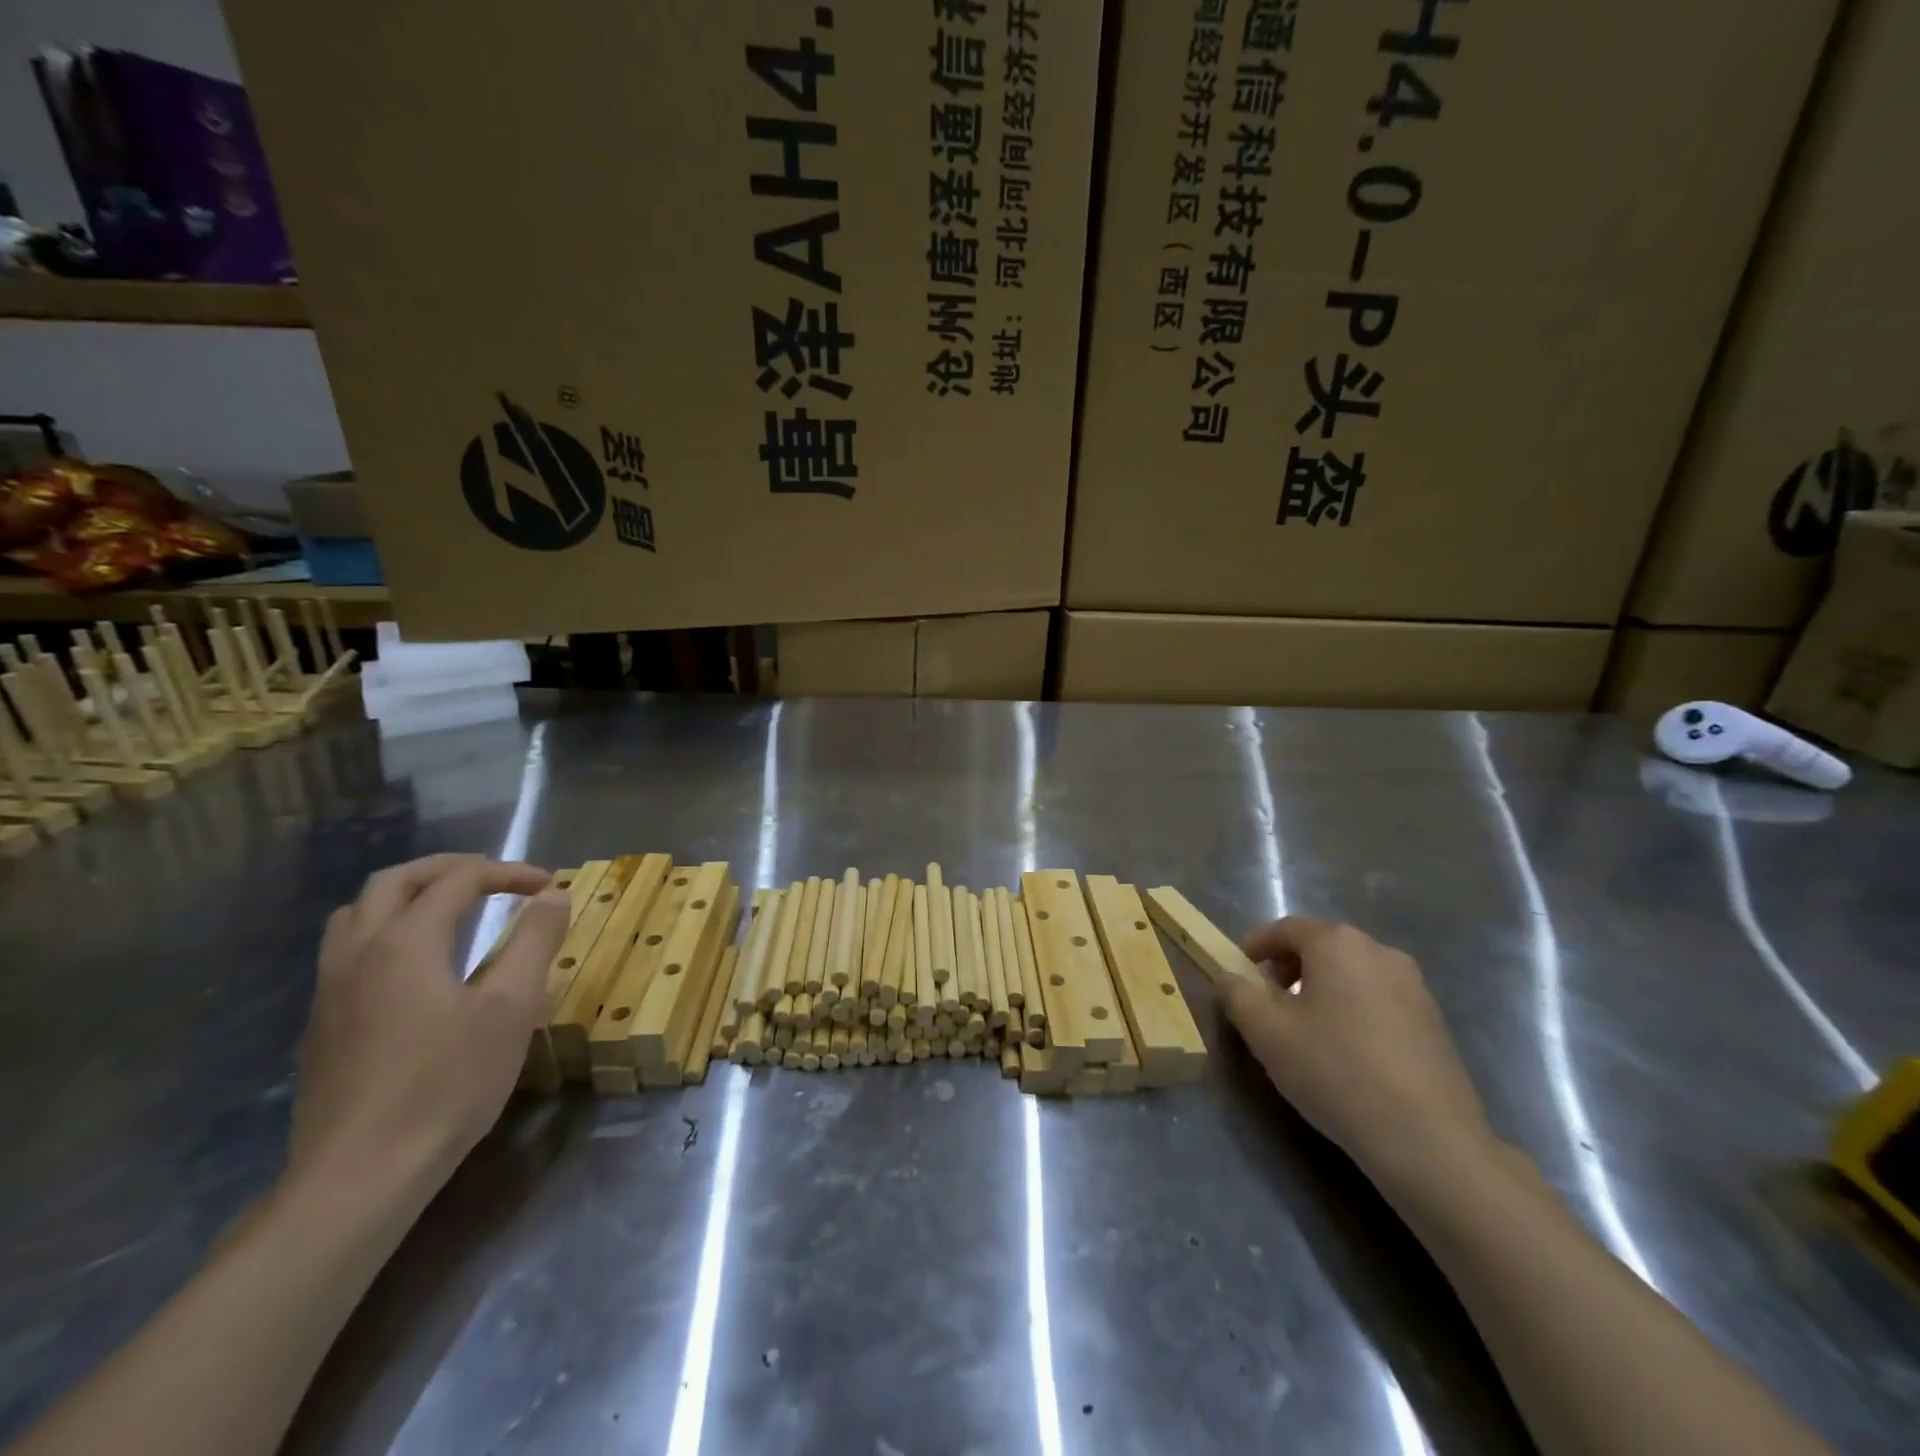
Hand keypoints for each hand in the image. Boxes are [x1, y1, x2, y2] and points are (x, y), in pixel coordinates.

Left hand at [288, 855, 570, 1200]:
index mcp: (405, 942)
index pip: (458, 881)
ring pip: (358, 912)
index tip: (547, 885)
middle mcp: (358, 953)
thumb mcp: (512, 1008)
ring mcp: (330, 990)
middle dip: (450, 868)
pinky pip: (347, 949)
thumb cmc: (447, 1084)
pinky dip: (386, 929)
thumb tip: (553, 895)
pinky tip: (415, 964)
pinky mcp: (321, 1025)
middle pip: (395, 880)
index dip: (507, 872)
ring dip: (408, 894)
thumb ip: (535, 941)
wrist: (361, 1174)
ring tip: (450, 907)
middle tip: (495, 877)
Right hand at [1219, 915, 1497, 1195]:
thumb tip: (1229, 978)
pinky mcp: (1435, 1022)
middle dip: (1289, 968)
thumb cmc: (1335, 1071)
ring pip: (1352, 974)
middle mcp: (1380, 952)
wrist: (1428, 1140)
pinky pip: (1379, 1000)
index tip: (1239, 972)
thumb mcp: (1265, 1032)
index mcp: (1338, 943)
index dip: (1256, 946)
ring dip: (1322, 990)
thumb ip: (1237, 994)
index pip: (1286, 928)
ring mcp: (1415, 986)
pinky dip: (1354, 1011)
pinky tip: (1346, 1053)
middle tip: (1267, 1003)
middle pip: (1322, 947)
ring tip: (1306, 1031)